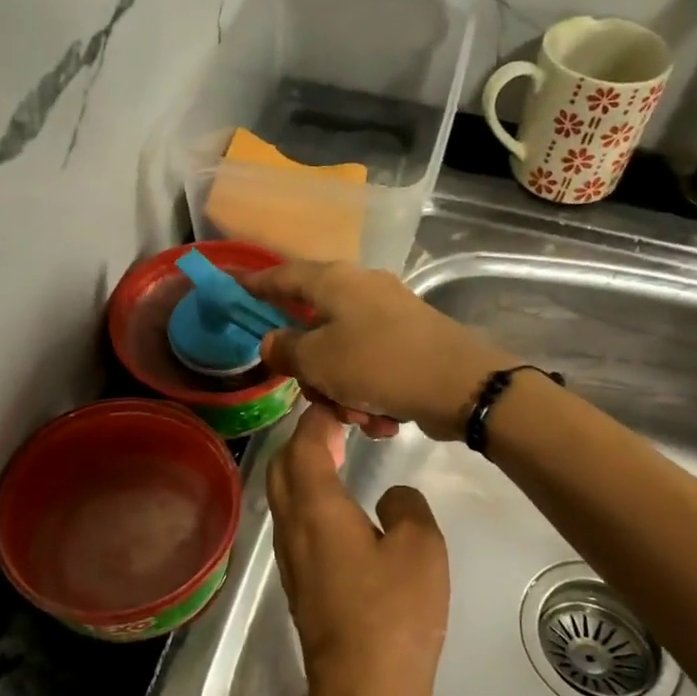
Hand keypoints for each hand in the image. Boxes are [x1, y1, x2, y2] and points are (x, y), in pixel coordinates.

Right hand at [243, 261, 516, 440]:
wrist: (463, 385)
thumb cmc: (380, 365)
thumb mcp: (319, 361)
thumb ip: (286, 350)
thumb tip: (270, 341)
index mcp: (335, 283)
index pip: (283, 276)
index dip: (255, 284)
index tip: (233, 288)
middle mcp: (361, 290)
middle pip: (313, 327)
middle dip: (312, 371)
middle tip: (315, 395)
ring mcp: (389, 316)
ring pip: (342, 355)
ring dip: (343, 393)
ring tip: (359, 418)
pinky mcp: (410, 342)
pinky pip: (371, 368)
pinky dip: (370, 395)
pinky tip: (384, 419)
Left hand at [265, 404, 449, 695]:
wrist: (362, 693)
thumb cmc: (395, 615)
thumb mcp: (421, 549)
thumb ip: (406, 507)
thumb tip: (389, 499)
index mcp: (316, 508)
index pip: (304, 443)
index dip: (318, 416)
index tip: (340, 400)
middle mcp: (292, 526)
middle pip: (282, 464)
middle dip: (303, 437)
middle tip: (340, 424)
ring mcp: (290, 556)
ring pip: (283, 493)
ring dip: (303, 466)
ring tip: (338, 453)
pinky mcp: (298, 580)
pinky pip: (293, 520)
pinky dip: (308, 495)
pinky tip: (338, 503)